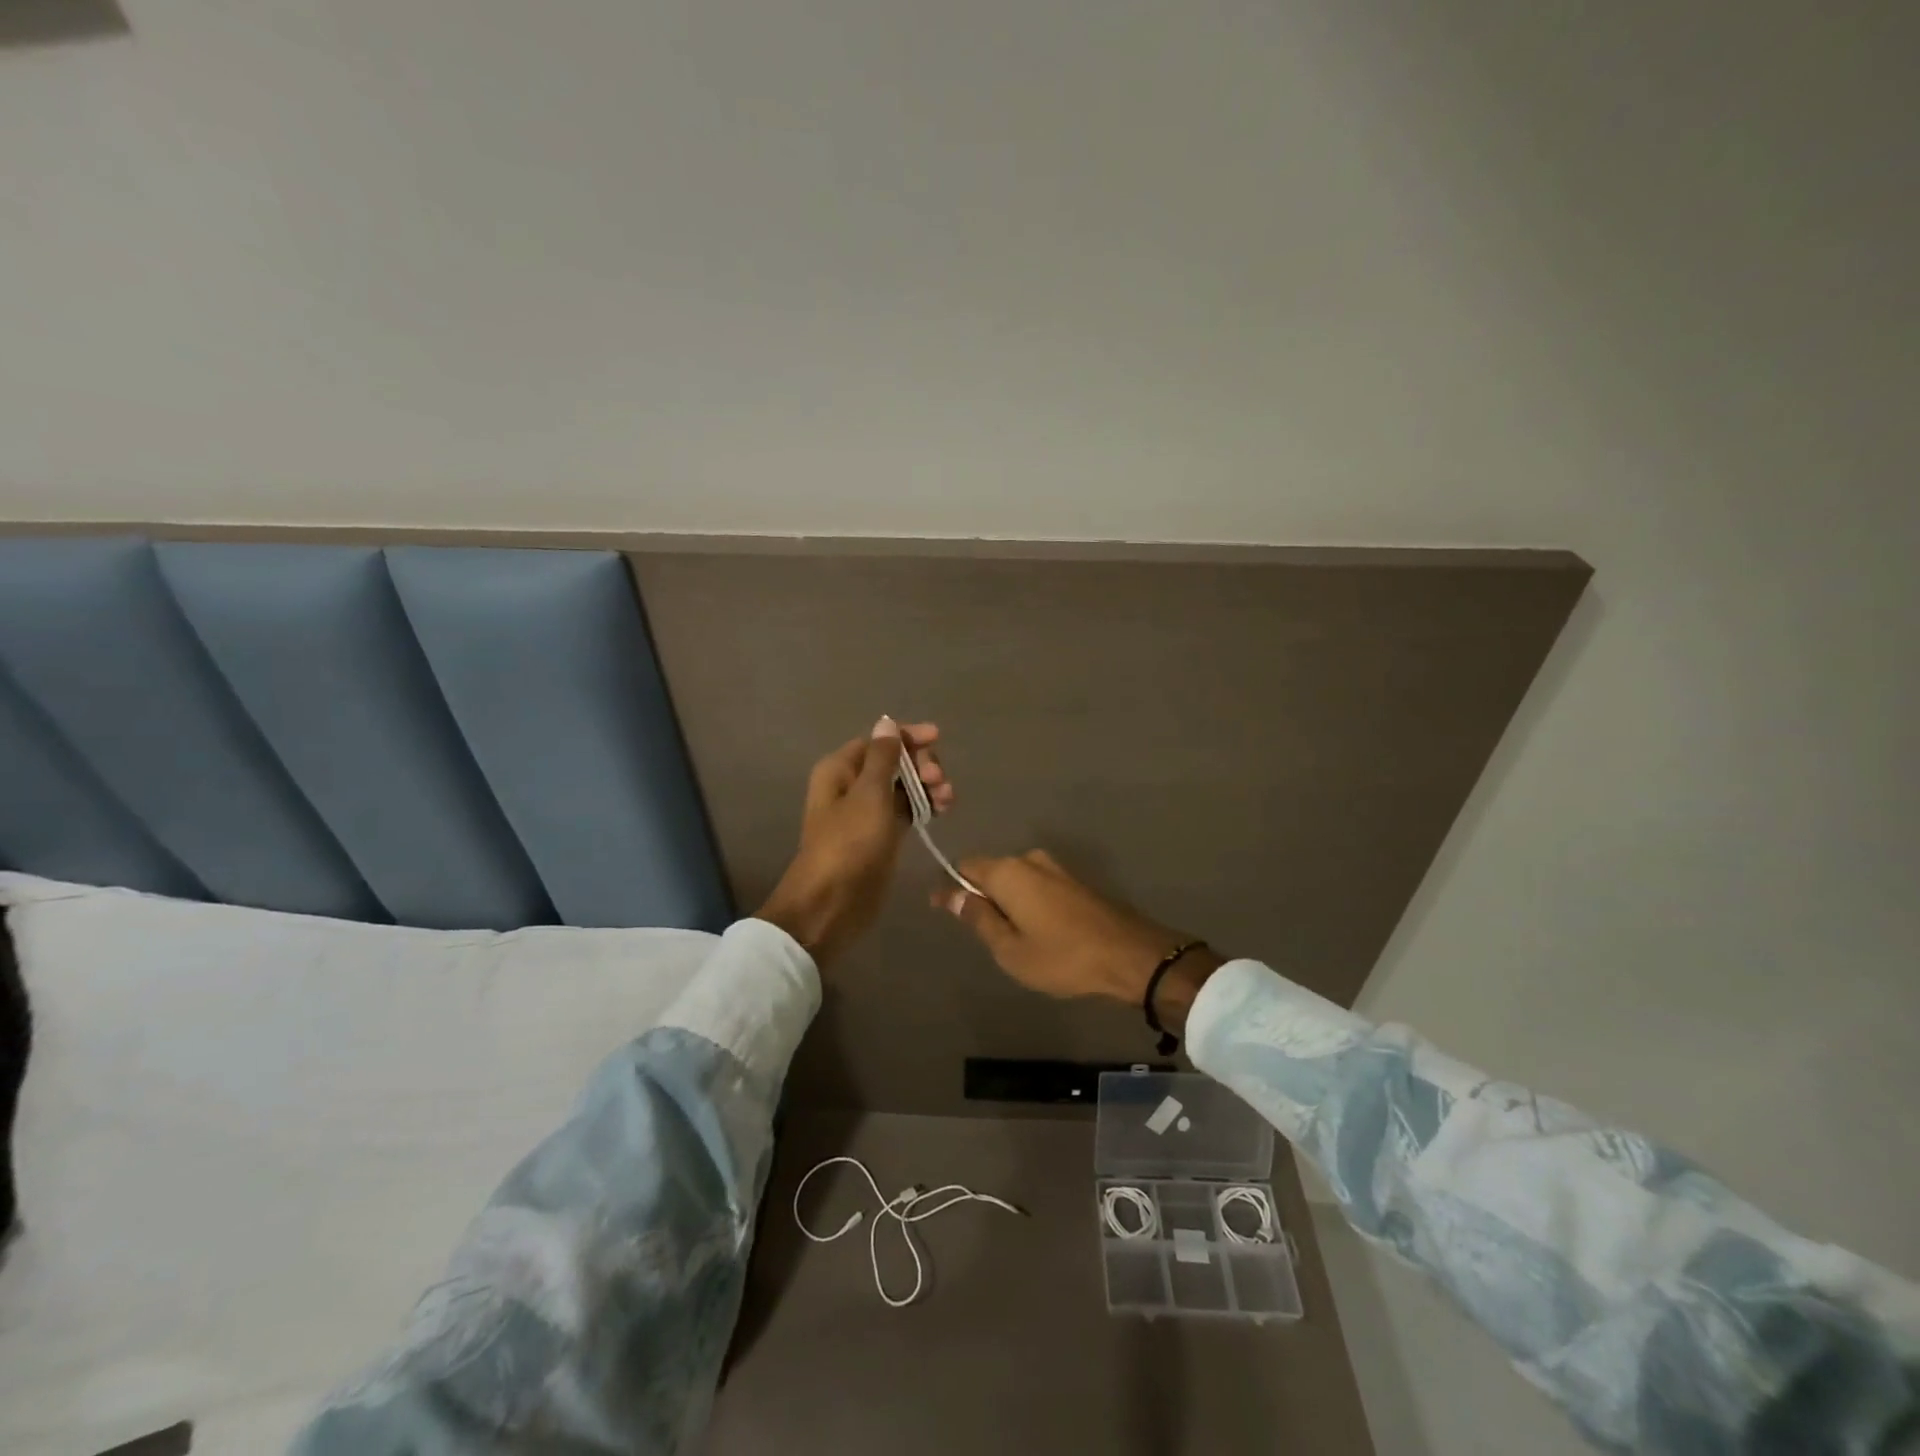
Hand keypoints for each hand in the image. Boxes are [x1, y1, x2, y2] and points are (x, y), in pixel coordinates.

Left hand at [757, 717, 951, 964]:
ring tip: (947, 798)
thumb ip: (882, 757)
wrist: (831, 905)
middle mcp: (852, 786)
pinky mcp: (882, 836)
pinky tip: (943, 808)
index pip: (878, 740)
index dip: (907, 737)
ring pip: (903, 786)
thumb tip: (886, 722)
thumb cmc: (849, 844)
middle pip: (893, 761)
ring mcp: (868, 812)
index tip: (937, 738)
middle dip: (920, 764)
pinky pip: (906, 810)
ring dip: (927, 786)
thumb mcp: (869, 795)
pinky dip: (924, 806)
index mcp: (840, 769)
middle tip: (939, 780)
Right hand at [933, 851, 1222, 1033]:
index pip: (965, 867)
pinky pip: (1037, 886)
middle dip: (982, 896)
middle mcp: (1029, 859)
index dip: (952, 887)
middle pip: (991, 871)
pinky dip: (1029, 904)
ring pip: (1016, 880)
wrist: (1129, 956)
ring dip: (1008, 903)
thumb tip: (949, 893)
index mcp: (1008, 872)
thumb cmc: (1062, 957)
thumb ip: (978, 918)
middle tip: (984, 936)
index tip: (944, 911)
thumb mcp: (1010, 948)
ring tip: (1012, 939)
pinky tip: (1037, 932)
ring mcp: (1056, 868)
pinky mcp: (1075, 881)